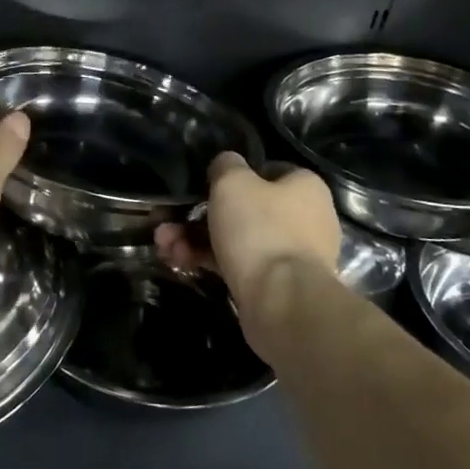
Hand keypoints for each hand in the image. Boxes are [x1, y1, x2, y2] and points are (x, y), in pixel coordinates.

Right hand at [156, 153, 340, 308]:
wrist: (283, 304)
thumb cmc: (261, 230)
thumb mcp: (233, 182)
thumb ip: (226, 165)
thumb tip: (227, 164)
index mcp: (305, 187)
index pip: (267, 170)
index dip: (232, 175)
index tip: (204, 184)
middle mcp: (304, 219)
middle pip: (244, 208)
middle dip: (199, 215)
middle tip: (167, 221)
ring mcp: (290, 255)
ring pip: (235, 238)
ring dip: (195, 239)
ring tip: (164, 245)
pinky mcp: (275, 286)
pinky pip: (236, 265)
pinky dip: (208, 262)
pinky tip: (178, 262)